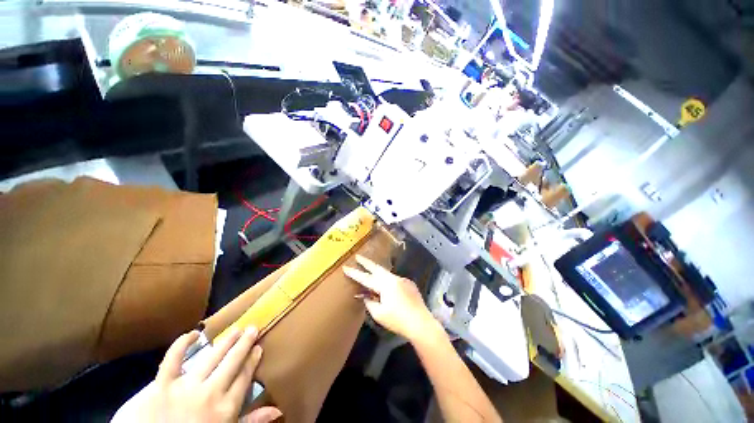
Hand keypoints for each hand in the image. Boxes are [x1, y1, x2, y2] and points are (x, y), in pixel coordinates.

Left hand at [117, 328, 281, 422]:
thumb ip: (251, 421)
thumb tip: (277, 409)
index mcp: (226, 408)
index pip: (245, 377)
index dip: (253, 360)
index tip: (259, 347)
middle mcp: (210, 393)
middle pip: (232, 362)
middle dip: (244, 343)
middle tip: (252, 328)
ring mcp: (186, 387)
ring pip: (211, 357)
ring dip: (225, 341)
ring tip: (236, 329)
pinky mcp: (162, 386)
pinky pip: (172, 359)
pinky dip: (181, 344)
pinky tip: (193, 334)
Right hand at [343, 255, 439, 341]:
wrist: (421, 323)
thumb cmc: (398, 321)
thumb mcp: (379, 314)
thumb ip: (370, 303)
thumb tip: (365, 296)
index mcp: (385, 285)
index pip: (366, 278)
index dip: (355, 273)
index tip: (345, 267)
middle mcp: (394, 278)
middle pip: (377, 268)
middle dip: (366, 263)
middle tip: (358, 257)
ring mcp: (402, 279)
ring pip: (386, 273)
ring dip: (377, 271)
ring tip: (370, 271)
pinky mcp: (409, 283)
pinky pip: (394, 279)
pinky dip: (387, 280)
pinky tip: (388, 289)